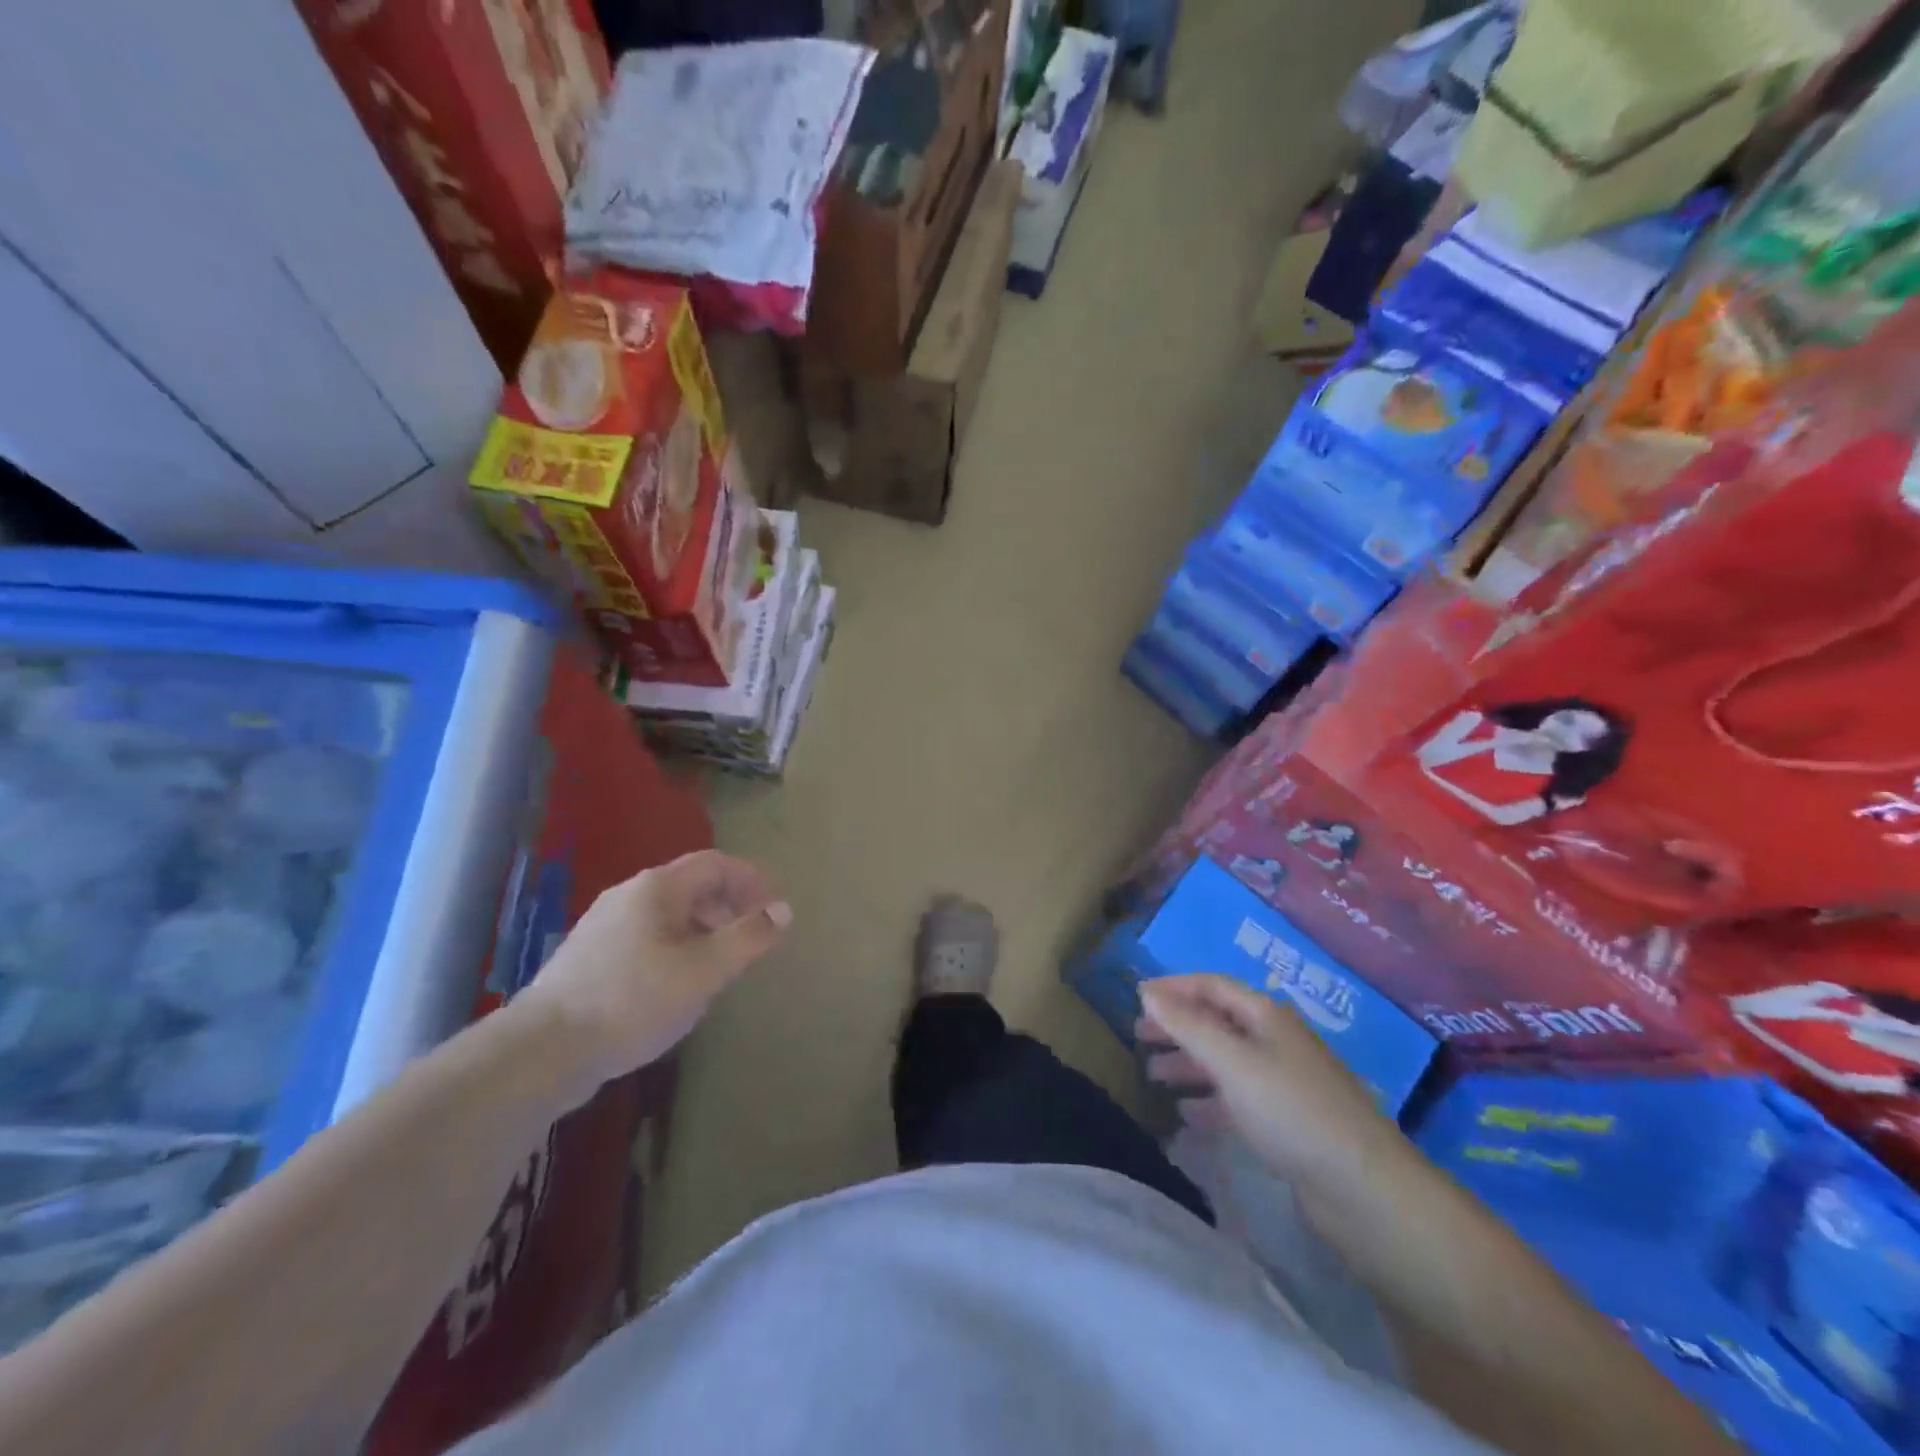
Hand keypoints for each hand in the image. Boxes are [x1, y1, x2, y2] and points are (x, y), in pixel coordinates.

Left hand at [519, 850, 790, 1096]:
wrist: (543, 1051)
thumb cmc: (633, 1001)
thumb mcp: (704, 970)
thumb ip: (748, 937)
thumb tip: (784, 910)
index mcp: (657, 888)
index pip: (716, 863)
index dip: (751, 879)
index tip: (775, 908)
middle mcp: (629, 895)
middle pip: (691, 885)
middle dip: (729, 905)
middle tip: (752, 937)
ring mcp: (604, 925)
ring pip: (668, 914)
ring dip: (704, 928)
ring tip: (720, 964)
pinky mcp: (590, 957)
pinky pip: (647, 936)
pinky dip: (676, 946)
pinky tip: (677, 984)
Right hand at [1137, 974, 1402, 1193]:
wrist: (1364, 1190)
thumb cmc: (1291, 1110)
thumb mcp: (1232, 1062)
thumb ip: (1187, 1025)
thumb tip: (1147, 992)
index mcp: (1266, 1016)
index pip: (1212, 986)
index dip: (1174, 988)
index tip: (1136, 998)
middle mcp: (1275, 1041)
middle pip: (1217, 1023)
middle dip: (1177, 1027)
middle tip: (1138, 1038)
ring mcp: (1283, 1083)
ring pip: (1225, 1062)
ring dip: (1189, 1064)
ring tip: (1153, 1077)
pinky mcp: (1287, 1123)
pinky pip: (1238, 1100)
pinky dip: (1209, 1101)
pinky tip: (1186, 1116)